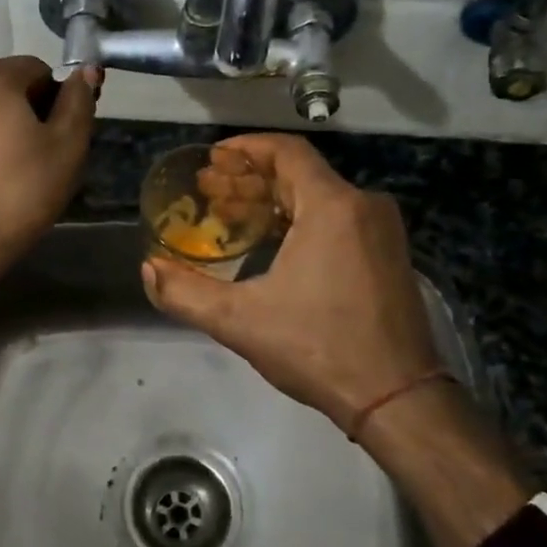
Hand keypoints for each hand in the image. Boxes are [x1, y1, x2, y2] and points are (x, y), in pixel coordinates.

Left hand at [0, 56, 99, 288]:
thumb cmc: (21, 191)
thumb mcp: (67, 145)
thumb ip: (79, 100)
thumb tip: (86, 70)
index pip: (39, 70)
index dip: (59, 101)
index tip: (65, 137)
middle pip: (9, 86)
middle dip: (31, 111)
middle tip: (45, 156)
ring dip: (6, 126)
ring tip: (17, 169)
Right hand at [141, 133, 441, 432]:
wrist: (398, 398)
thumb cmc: (318, 348)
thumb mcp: (240, 321)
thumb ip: (185, 293)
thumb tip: (148, 268)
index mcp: (332, 206)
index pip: (286, 152)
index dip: (245, 148)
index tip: (212, 159)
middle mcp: (363, 206)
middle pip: (299, 173)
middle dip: (249, 179)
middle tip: (208, 190)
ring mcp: (382, 231)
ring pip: (319, 197)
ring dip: (273, 201)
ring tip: (230, 216)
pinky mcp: (389, 255)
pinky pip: (338, 219)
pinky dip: (299, 220)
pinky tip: (270, 242)